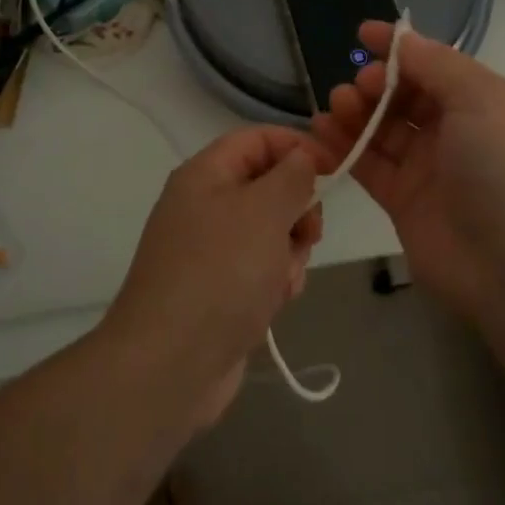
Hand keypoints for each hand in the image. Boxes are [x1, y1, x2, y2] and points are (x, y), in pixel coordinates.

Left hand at [103, 126, 328, 425]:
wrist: (169, 365)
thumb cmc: (221, 272)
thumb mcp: (265, 210)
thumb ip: (292, 176)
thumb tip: (303, 157)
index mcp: (205, 174)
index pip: (259, 138)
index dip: (298, 146)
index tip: (335, 171)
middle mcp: (204, 205)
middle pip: (268, 186)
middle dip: (297, 209)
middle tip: (309, 234)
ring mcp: (208, 250)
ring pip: (270, 232)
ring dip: (289, 252)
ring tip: (282, 280)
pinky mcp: (217, 290)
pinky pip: (259, 269)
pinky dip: (274, 282)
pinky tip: (274, 304)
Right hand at [313, 22, 504, 316]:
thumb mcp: (482, 99)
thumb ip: (437, 65)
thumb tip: (403, 40)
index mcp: (485, 102)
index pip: (436, 64)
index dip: (400, 48)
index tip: (363, 34)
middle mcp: (459, 132)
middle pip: (406, 95)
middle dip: (378, 82)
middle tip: (360, 85)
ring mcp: (431, 168)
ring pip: (384, 128)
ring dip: (357, 111)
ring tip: (336, 104)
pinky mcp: (404, 202)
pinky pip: (370, 164)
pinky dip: (346, 146)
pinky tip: (322, 129)